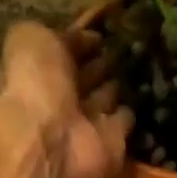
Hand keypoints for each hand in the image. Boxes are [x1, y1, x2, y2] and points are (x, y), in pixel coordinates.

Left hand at [0, 21, 133, 177]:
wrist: (52, 144)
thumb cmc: (35, 86)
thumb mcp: (30, 39)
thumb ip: (51, 34)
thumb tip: (83, 37)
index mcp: (38, 75)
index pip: (62, 54)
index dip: (80, 42)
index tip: (101, 32)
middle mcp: (62, 101)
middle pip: (86, 77)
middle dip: (102, 63)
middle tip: (126, 46)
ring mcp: (87, 125)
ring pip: (106, 98)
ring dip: (118, 85)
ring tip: (142, 63)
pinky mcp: (112, 145)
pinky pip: (125, 122)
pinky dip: (133, 111)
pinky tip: (147, 92)